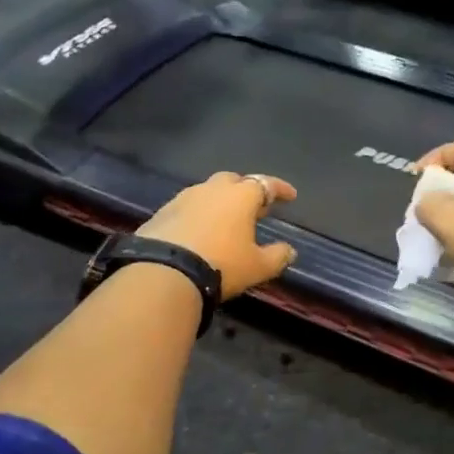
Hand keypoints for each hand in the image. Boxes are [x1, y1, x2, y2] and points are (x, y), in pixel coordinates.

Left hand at [139, 172, 297, 299]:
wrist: (164, 272)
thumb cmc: (221, 265)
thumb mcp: (258, 267)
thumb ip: (277, 256)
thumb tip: (290, 251)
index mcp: (241, 196)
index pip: (266, 184)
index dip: (281, 189)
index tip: (291, 196)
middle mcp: (212, 189)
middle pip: (234, 181)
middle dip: (247, 190)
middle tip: (255, 207)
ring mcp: (184, 198)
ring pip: (208, 192)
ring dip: (220, 202)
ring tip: (226, 220)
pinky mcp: (162, 212)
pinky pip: (187, 207)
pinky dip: (198, 214)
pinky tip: (199, 231)